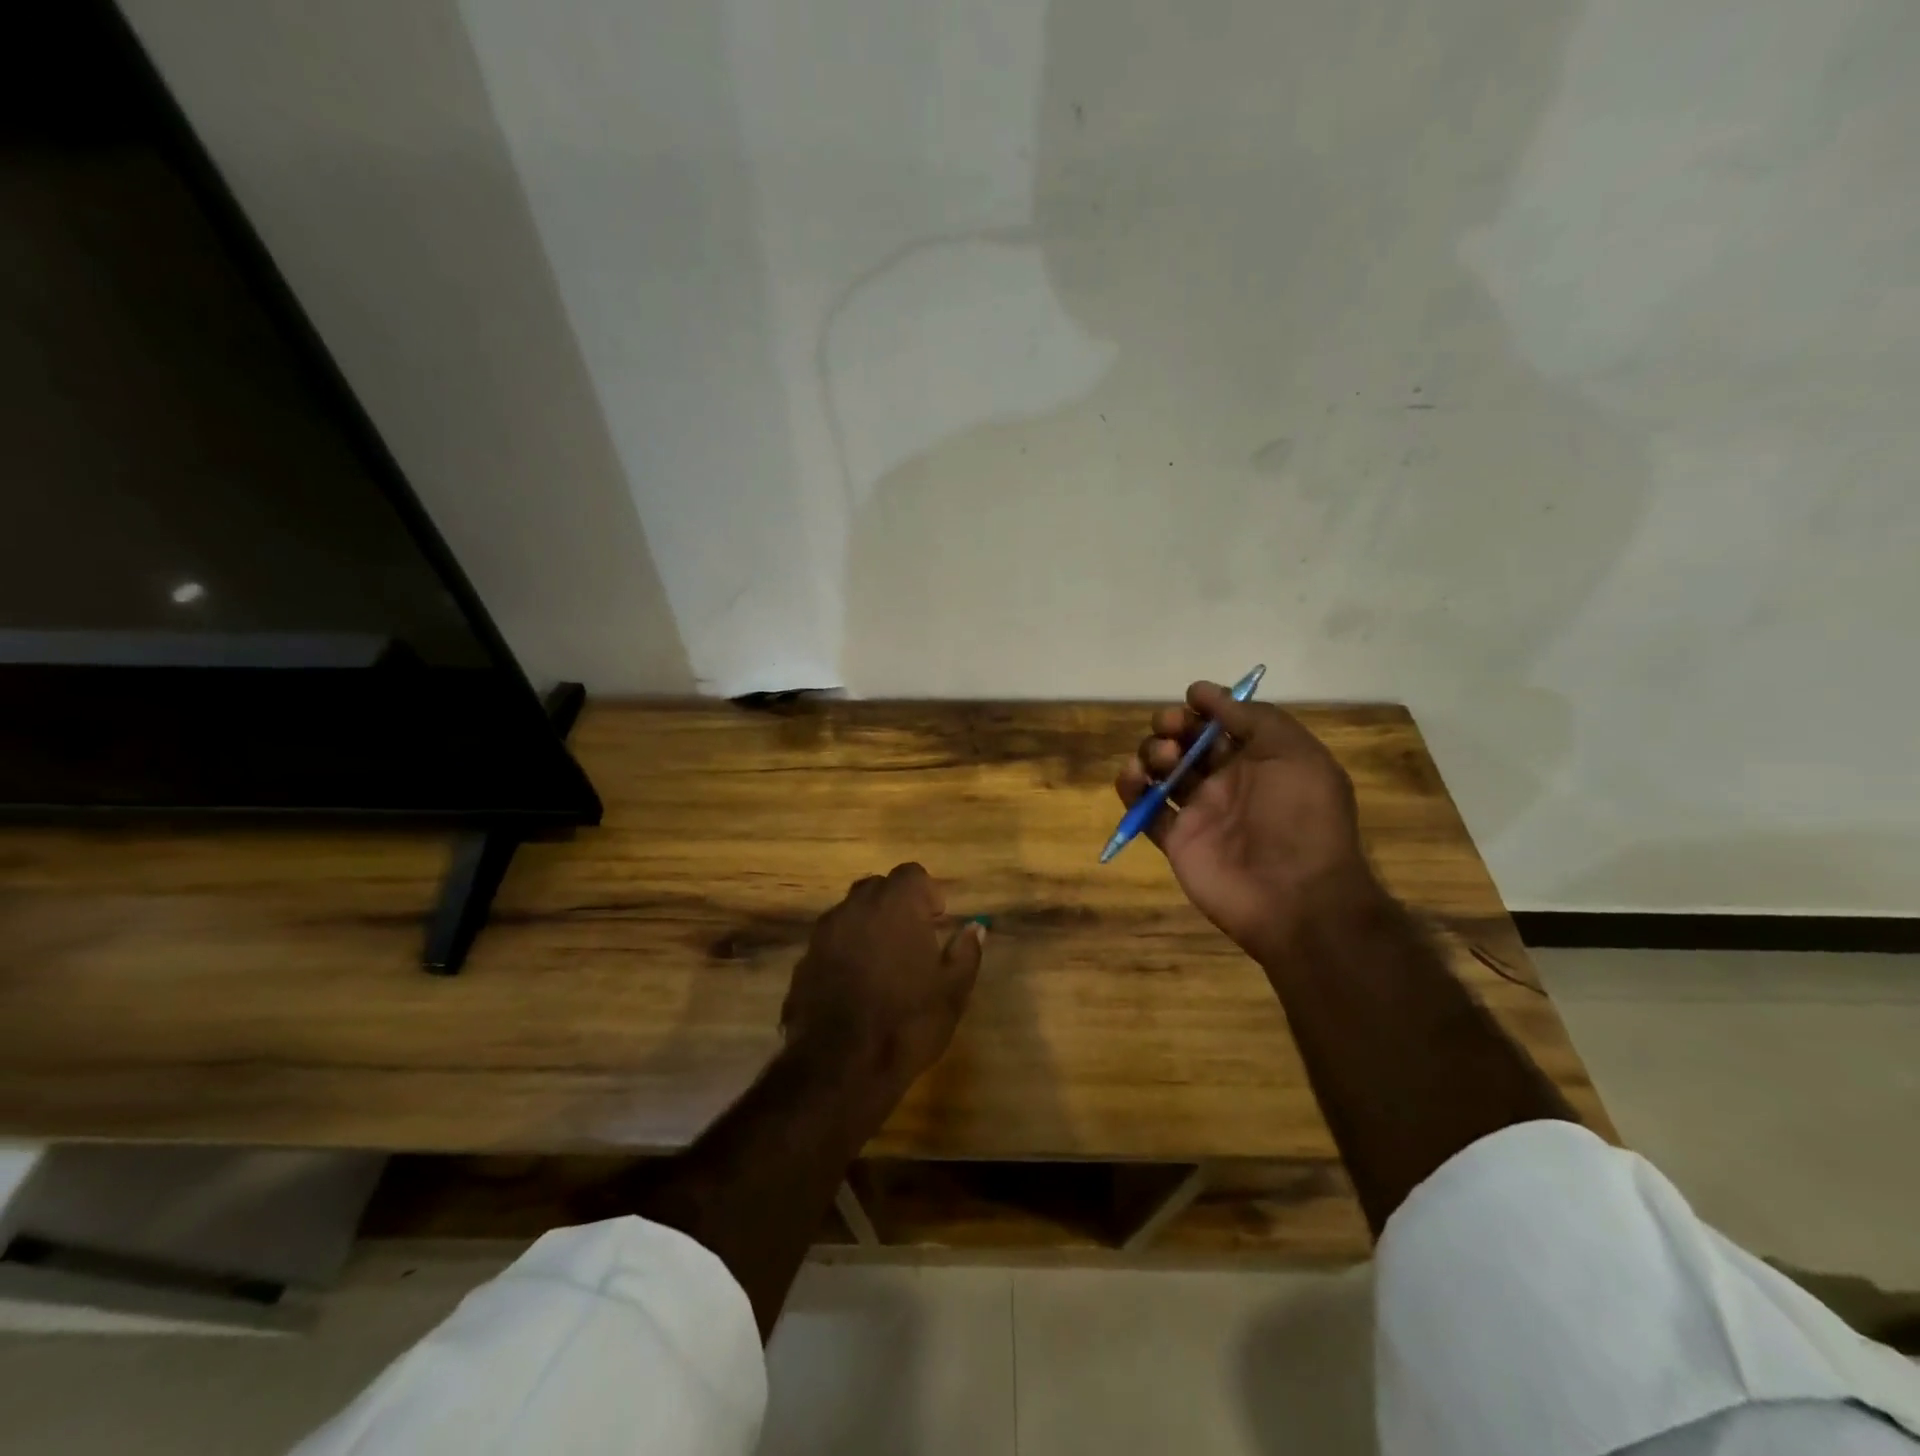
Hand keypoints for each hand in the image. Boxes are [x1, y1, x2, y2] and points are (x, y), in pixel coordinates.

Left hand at [781, 863, 985, 1099]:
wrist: (839, 1066)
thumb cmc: (906, 1022)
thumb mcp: (952, 991)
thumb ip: (965, 952)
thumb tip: (974, 928)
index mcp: (896, 905)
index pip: (911, 874)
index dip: (927, 892)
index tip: (937, 918)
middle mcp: (856, 907)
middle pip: (877, 887)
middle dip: (896, 904)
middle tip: (914, 937)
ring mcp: (825, 933)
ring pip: (851, 912)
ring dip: (869, 925)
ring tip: (885, 962)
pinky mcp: (804, 960)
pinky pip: (831, 941)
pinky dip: (846, 950)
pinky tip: (857, 984)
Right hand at [1116, 682, 1377, 960]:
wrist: (1298, 898)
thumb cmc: (1302, 818)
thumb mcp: (1295, 753)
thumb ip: (1254, 718)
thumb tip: (1204, 693)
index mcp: (1260, 760)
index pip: (1223, 723)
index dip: (1205, 707)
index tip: (1191, 699)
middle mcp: (1227, 782)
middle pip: (1187, 743)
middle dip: (1172, 726)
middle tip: (1169, 729)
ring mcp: (1200, 812)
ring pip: (1162, 771)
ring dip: (1152, 753)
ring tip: (1162, 760)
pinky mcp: (1177, 840)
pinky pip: (1145, 811)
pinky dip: (1132, 790)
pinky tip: (1133, 778)